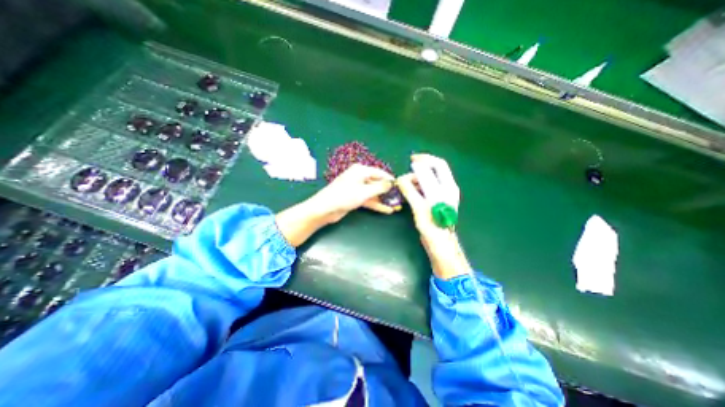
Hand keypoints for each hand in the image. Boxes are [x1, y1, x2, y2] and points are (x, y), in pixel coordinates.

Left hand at [278, 164, 397, 246]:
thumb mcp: (364, 191)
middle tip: (400, 198)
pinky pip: (369, 199)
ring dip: (384, 199)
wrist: (325, 209)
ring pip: (374, 193)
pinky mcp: (355, 198)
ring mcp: (357, 188)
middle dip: (388, 191)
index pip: (379, 173)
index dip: (390, 179)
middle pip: (377, 183)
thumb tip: (391, 184)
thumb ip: (379, 187)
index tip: (401, 186)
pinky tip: (387, 210)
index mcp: (360, 171)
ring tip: (396, 206)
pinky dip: (377, 204)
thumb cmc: (344, 196)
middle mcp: (359, 177)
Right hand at [396, 152, 469, 279]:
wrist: (440, 244)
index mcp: (447, 187)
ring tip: (404, 186)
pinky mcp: (436, 201)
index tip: (411, 160)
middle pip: (433, 170)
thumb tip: (401, 179)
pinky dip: (417, 186)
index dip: (425, 159)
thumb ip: (410, 191)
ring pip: (428, 179)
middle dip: (419, 169)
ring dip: (416, 179)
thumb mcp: (419, 208)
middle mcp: (447, 188)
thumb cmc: (432, 227)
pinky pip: (426, 188)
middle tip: (405, 176)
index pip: (438, 165)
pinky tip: (409, 192)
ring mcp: (442, 195)